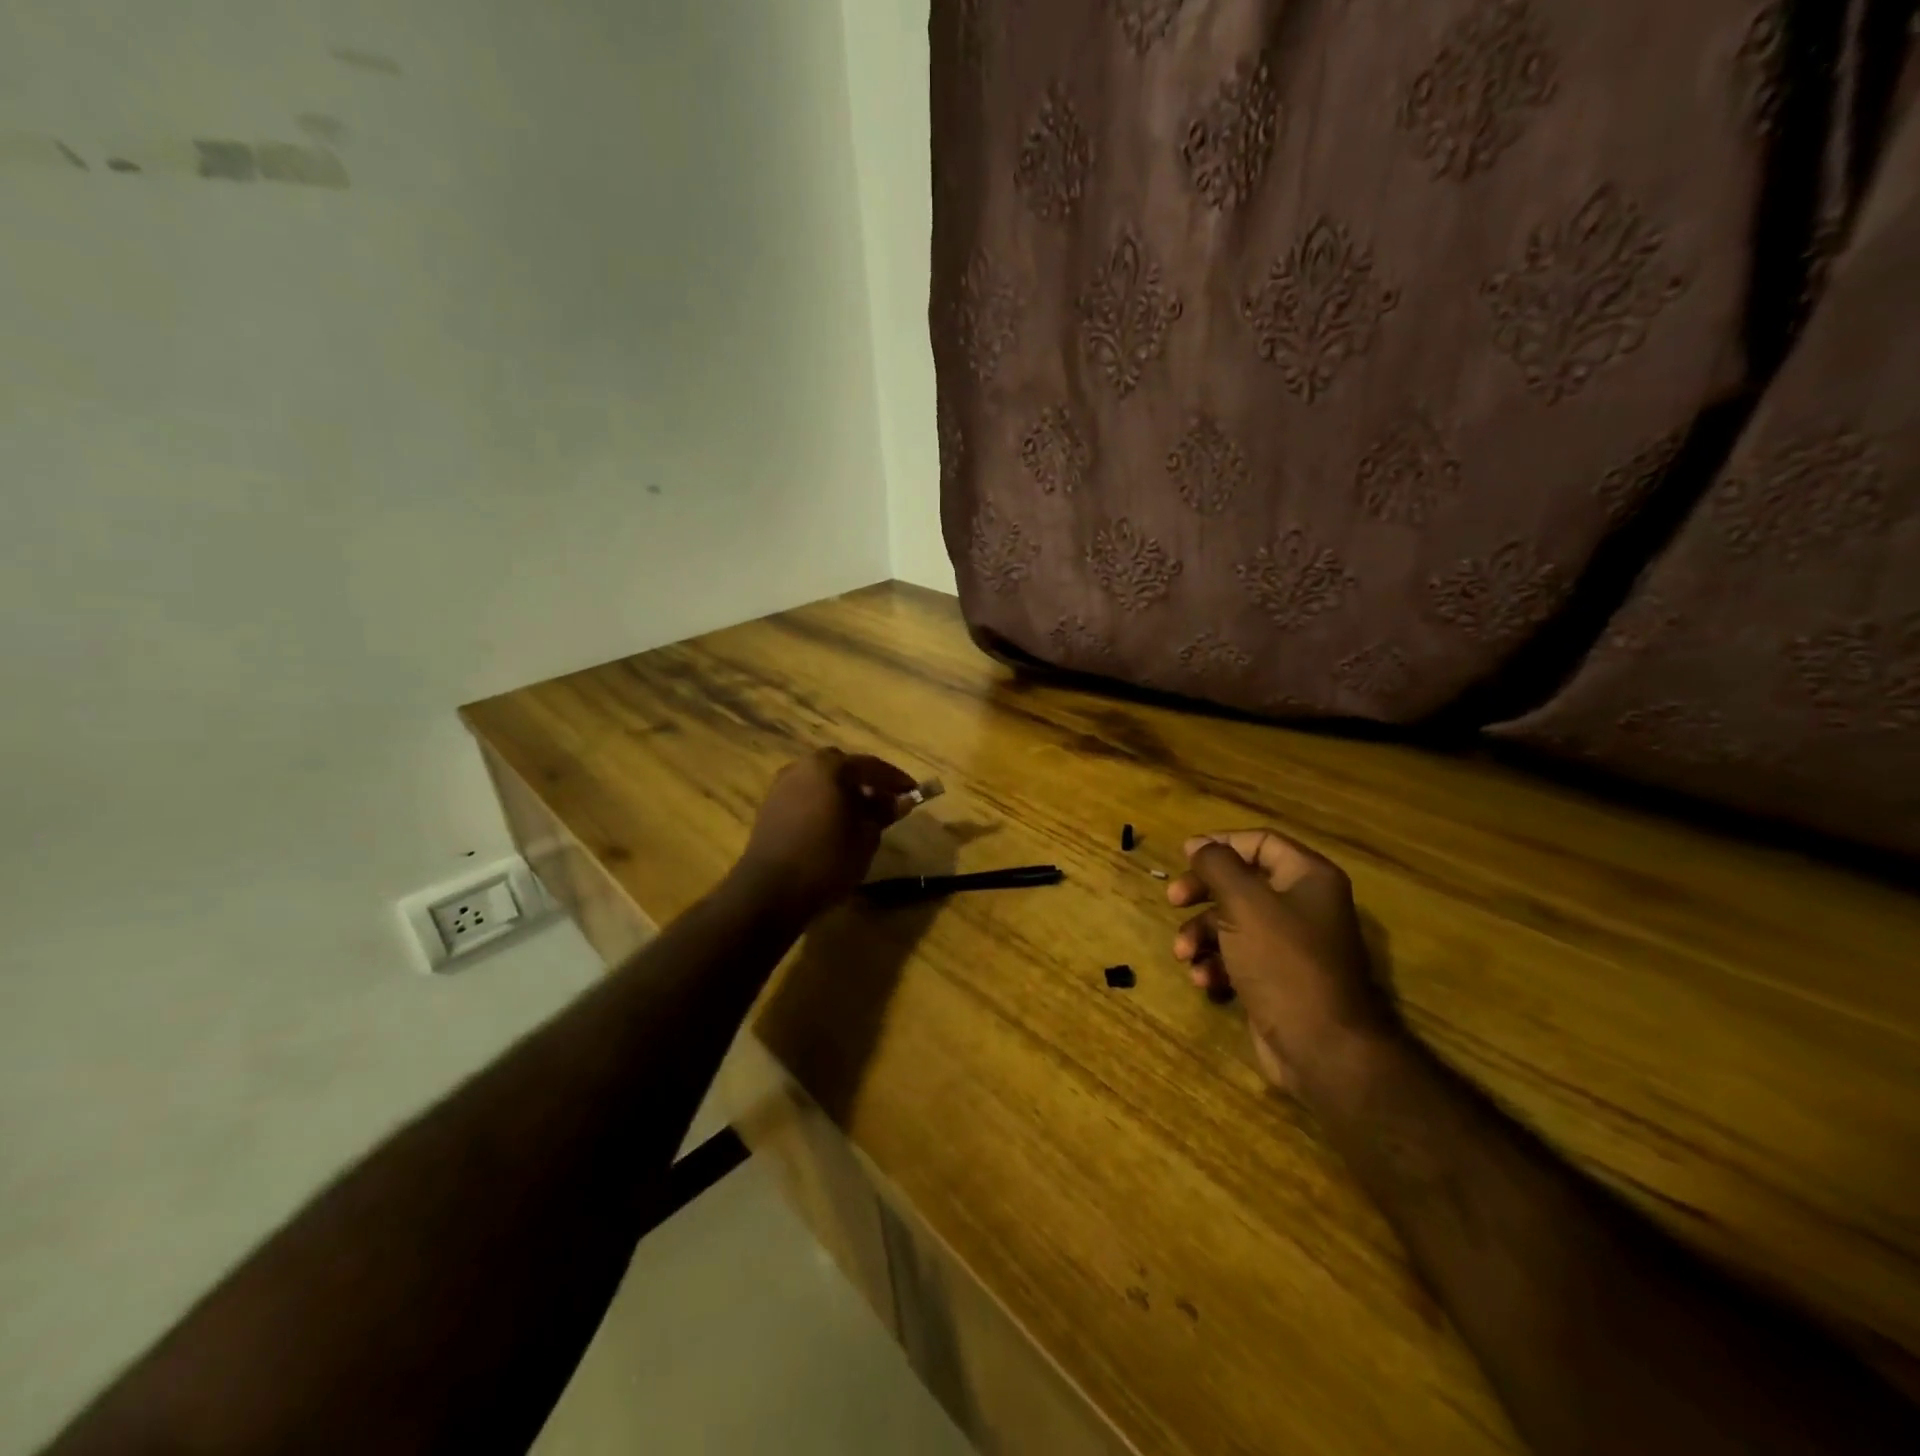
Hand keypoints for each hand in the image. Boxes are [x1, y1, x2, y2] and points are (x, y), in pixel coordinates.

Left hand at [734, 748, 919, 918]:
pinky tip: (835, 826)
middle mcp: (802, 767)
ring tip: (862, 817)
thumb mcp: (867, 837)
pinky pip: (806, 796)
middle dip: (867, 783)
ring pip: (822, 782)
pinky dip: (824, 804)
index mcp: (829, 767)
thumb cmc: (827, 859)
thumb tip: (900, 800)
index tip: (914, 792)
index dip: (896, 780)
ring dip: (843, 793)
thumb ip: (883, 812)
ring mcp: (782, 786)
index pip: (871, 766)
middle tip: (887, 802)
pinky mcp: (770, 807)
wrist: (771, 891)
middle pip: (843, 768)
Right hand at [1169, 829, 1398, 1098]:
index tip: (1185, 855)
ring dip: (1201, 934)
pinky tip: (1204, 980)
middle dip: (1203, 892)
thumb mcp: (1244, 903)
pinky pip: (1237, 957)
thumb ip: (1217, 866)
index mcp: (1308, 878)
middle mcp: (1303, 905)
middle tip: (1173, 900)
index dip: (1220, 844)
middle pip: (1241, 882)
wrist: (1321, 1048)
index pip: (1260, 842)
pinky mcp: (1276, 978)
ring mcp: (1290, 945)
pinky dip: (1216, 963)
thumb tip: (1199, 844)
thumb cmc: (1283, 961)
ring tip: (1184, 954)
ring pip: (1232, 922)